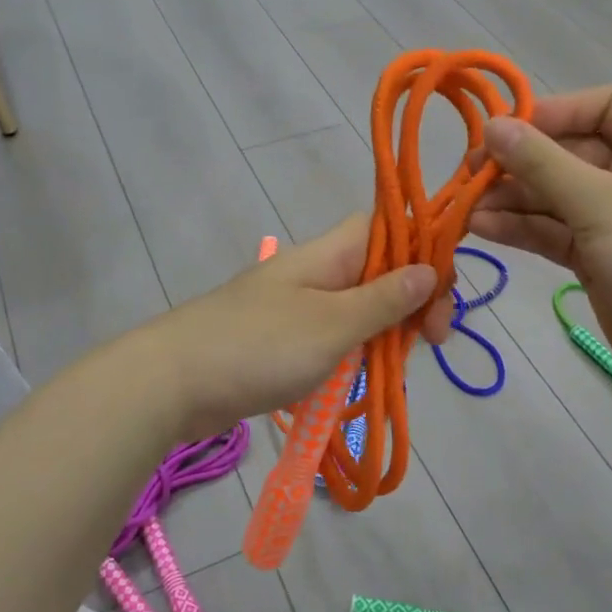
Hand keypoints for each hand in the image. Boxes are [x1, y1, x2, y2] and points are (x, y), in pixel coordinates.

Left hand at [140, 214, 456, 441]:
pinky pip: (335, 336)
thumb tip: (429, 268)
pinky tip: (368, 376)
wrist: (170, 383)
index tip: (442, 294)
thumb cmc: (257, 347)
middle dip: (413, 300)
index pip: (388, 227)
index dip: (423, 248)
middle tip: (431, 342)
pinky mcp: (283, 340)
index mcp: (328, 254)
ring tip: (400, 365)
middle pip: (380, 270)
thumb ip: (383, 299)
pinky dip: (357, 353)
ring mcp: (297, 306)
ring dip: (387, 331)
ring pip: (361, 307)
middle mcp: (316, 272)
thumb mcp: (332, 325)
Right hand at [469, 86, 611, 395]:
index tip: (506, 129)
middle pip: (570, 153)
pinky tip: (482, 227)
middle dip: (520, 163)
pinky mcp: (597, 258)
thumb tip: (492, 125)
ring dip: (512, 199)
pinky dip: (521, 229)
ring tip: (466, 207)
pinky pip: (553, 232)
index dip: (555, 112)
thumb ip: (542, 163)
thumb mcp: (599, 203)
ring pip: (555, 197)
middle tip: (470, 173)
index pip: (604, 107)